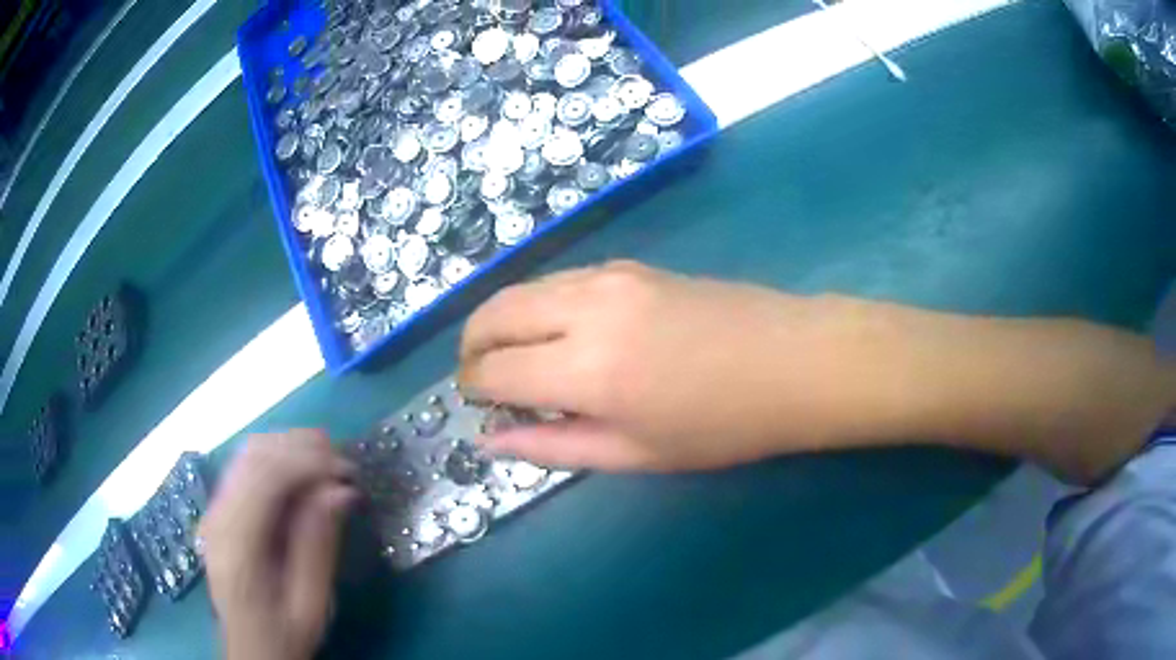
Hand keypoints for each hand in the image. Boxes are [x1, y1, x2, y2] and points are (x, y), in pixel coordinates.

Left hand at [199, 430, 356, 659]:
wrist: (250, 649)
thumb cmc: (284, 634)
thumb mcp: (311, 603)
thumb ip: (319, 546)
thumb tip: (341, 491)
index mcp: (238, 545)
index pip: (266, 478)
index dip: (308, 462)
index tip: (348, 470)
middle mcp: (218, 516)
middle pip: (254, 456)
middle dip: (301, 447)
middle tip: (344, 462)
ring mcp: (215, 509)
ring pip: (248, 453)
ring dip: (289, 447)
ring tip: (328, 461)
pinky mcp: (220, 509)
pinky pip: (245, 466)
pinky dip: (276, 458)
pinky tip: (302, 471)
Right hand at [458, 261, 913, 471]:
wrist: (794, 361)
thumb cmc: (723, 425)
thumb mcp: (636, 453)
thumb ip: (553, 446)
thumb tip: (489, 440)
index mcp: (587, 369)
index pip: (493, 370)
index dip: (474, 389)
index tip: (480, 406)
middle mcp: (586, 308)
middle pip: (493, 313)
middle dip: (472, 347)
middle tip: (484, 381)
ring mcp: (609, 275)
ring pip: (522, 288)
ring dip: (503, 323)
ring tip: (521, 360)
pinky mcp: (629, 264)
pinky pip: (558, 280)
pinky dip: (539, 306)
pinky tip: (561, 335)